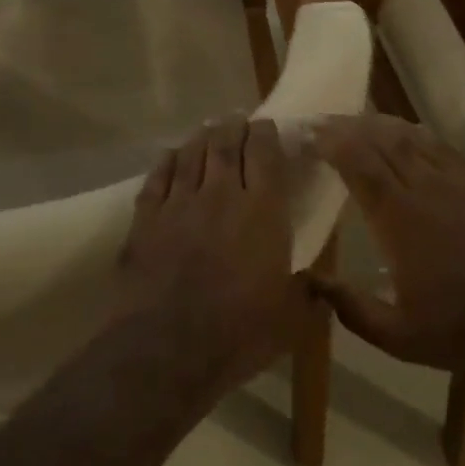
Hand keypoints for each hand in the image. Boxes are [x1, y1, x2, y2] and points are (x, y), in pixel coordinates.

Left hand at [117, 117, 299, 390]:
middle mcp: (221, 195)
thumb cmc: (238, 332)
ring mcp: (179, 203)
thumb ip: (306, 293)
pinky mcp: (146, 218)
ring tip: (208, 128)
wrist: (166, 347)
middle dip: (234, 127)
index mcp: (262, 211)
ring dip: (201, 137)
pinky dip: (166, 161)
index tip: (268, 125)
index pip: (266, 155)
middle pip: (226, 145)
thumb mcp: (291, 319)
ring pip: (191, 155)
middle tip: (238, 119)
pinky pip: (157, 177)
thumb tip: (318, 286)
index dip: (267, 135)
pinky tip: (170, 154)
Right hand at [312, 116, 464, 377]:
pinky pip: (443, 146)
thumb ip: (350, 308)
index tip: (310, 134)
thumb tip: (309, 281)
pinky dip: (418, 133)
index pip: (358, 163)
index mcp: (398, 218)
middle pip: (381, 140)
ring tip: (359, 121)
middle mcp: (425, 187)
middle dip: (349, 126)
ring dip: (381, 124)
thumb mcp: (399, 336)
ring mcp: (458, 181)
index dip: (331, 142)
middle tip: (325, 121)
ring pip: (412, 137)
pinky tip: (410, 133)